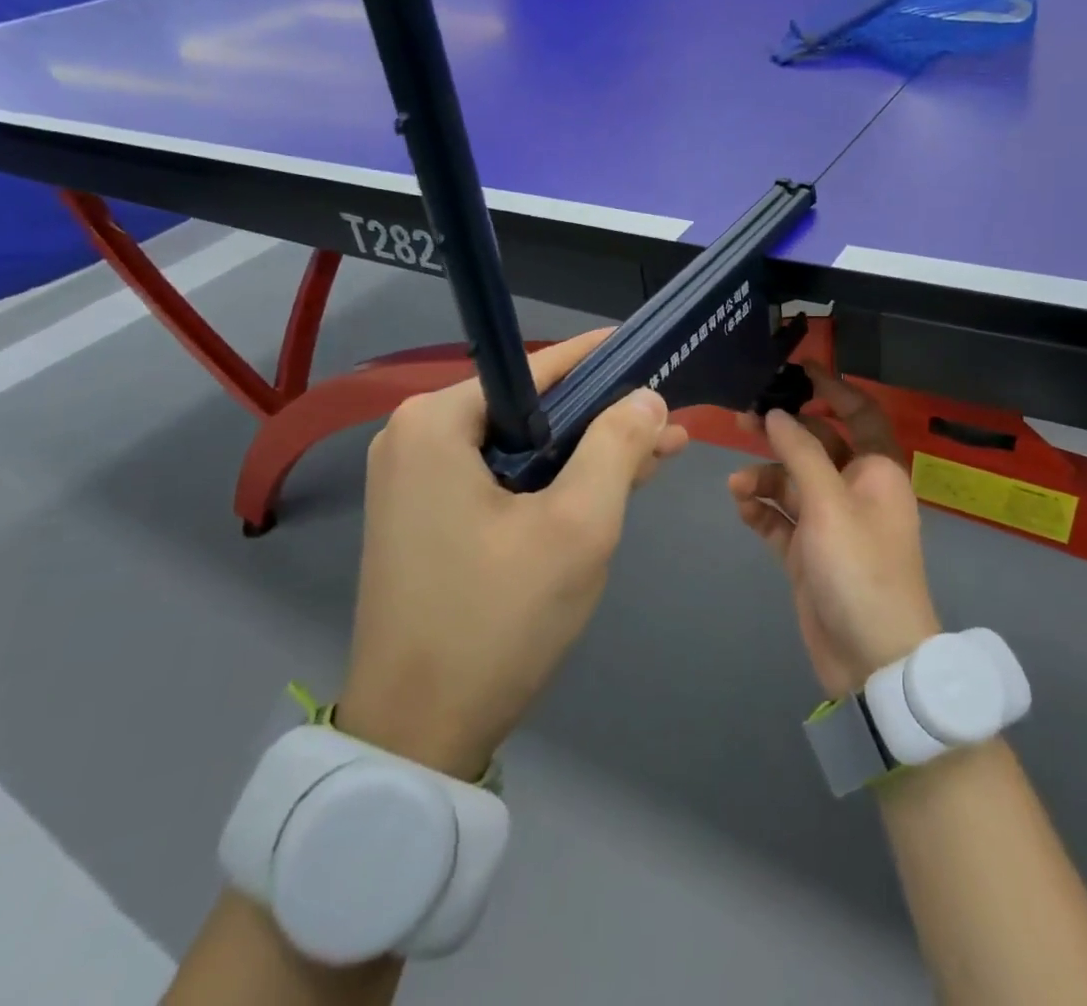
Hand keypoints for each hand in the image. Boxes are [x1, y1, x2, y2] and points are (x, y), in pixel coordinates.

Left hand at [337, 329, 687, 778]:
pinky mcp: (427, 517)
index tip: (653, 351)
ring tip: (659, 449)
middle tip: (669, 418)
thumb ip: (617, 445)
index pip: (538, 367)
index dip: (603, 359)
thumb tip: (646, 396)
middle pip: (531, 406)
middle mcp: (417, 437)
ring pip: (523, 445)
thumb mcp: (578, 524)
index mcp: (437, 421)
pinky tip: (611, 482)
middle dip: (603, 414)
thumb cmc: (497, 618)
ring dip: (587, 450)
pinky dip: (555, 480)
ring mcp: (417, 480)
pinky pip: (504, 478)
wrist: (417, 735)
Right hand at [728, 364, 941, 696]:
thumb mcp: (829, 503)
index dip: (832, 388)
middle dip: (780, 432)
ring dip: (764, 478)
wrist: (871, 660)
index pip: (858, 413)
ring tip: (737, 486)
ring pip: (792, 482)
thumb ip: (800, 453)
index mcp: (876, 470)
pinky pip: (781, 518)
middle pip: (815, 446)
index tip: (797, 368)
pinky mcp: (809, 553)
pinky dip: (762, 510)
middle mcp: (855, 490)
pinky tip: (742, 508)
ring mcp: (831, 523)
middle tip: (740, 418)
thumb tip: (775, 414)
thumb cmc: (860, 569)